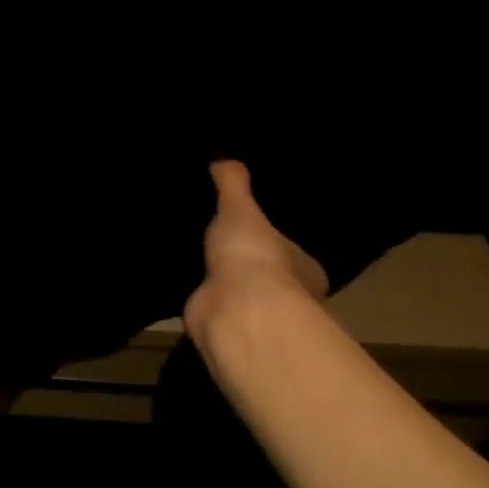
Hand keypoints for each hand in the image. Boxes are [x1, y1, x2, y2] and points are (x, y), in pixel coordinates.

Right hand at [184, 161, 327, 336]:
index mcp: (304, 268)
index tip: (253, 228)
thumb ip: (233, 183)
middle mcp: (288, 296)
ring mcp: (256, 316)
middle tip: (218, 240)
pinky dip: (203, 299)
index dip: (273, 241)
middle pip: (266, 274)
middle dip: (246, 263)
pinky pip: (213, 308)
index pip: (291, 252)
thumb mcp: (240, 207)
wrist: (236, 311)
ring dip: (223, 283)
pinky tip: (184, 283)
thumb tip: (224, 158)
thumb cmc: (253, 256)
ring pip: (239, 294)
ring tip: (195, 257)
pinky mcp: (226, 329)